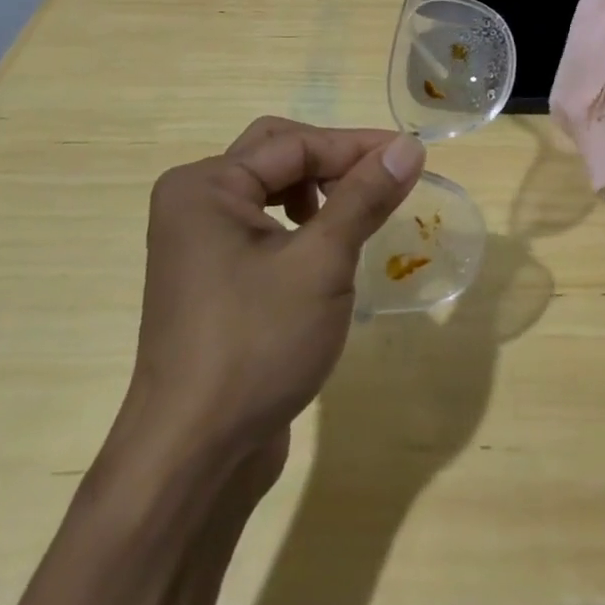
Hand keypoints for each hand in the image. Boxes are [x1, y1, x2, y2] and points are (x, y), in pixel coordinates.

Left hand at [117, 117, 426, 461]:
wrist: (192, 460)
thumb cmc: (256, 345)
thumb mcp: (321, 263)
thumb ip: (364, 196)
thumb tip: (409, 145)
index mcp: (206, 186)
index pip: (294, 144)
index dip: (356, 146)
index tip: (412, 153)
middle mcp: (194, 202)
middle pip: (277, 154)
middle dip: (333, 162)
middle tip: (382, 179)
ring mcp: (198, 242)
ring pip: (271, 189)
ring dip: (319, 191)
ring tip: (357, 216)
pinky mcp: (212, 276)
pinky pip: (263, 225)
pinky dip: (302, 224)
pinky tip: (327, 251)